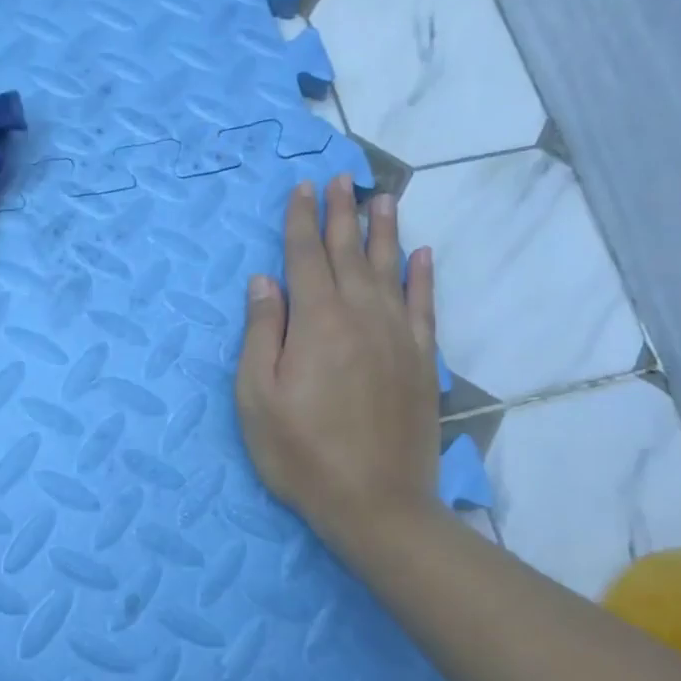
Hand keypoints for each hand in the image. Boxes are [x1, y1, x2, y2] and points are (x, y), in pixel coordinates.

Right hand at [236, 175, 442, 561]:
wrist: (375, 503)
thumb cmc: (302, 453)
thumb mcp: (257, 398)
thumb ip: (261, 333)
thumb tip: (264, 281)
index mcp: (317, 321)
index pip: (305, 257)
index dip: (300, 220)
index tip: (302, 187)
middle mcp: (361, 315)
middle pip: (348, 252)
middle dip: (340, 213)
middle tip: (340, 178)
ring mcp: (398, 336)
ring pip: (390, 268)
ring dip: (384, 231)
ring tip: (382, 198)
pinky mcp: (422, 360)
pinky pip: (424, 305)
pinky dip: (423, 276)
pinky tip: (423, 255)